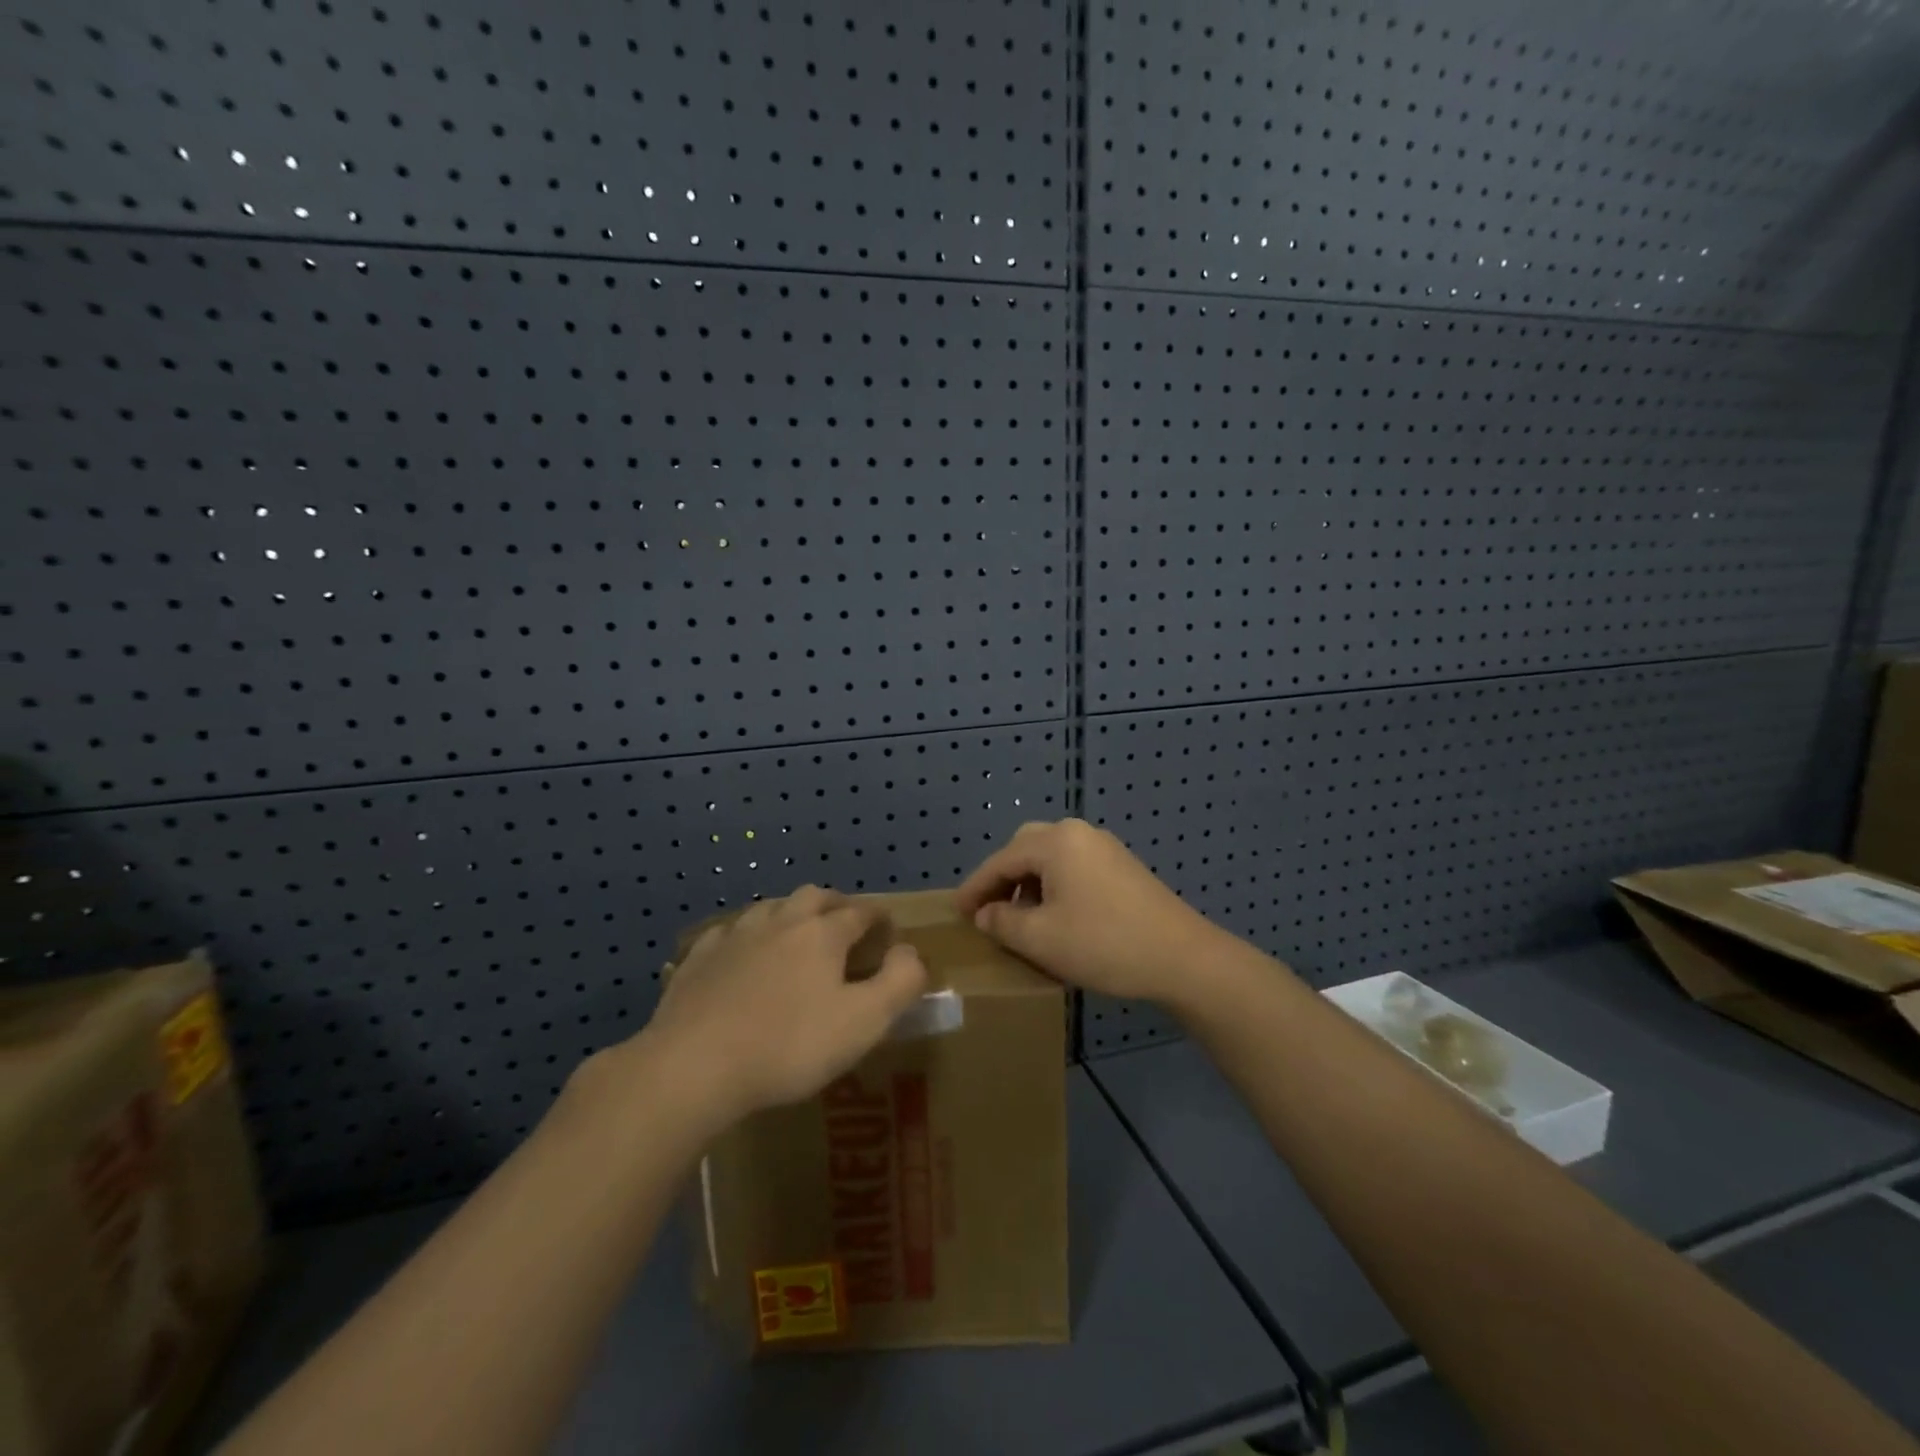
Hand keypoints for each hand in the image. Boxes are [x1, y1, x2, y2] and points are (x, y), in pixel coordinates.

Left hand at [637, 887, 927, 1128]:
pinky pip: (728, 933)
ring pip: (769, 908)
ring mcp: (735, 936)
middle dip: (835, 905)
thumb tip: (909, 952)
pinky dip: (744, 938)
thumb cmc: (789, 1045)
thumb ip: (900, 982)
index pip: (861, 912)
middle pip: (814, 896)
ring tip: (795, 935)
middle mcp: (780, 921)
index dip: (879, 918)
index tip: (888, 931)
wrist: (694, 1065)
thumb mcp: (864, 1022)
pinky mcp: (699, 958)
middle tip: (844, 924)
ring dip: (789, 914)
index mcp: (823, 933)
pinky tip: (740, 955)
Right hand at [954, 819, 1234, 1003]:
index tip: (956, 912)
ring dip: (1029, 883)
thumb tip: (986, 914)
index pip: (1001, 860)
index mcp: (1055, 842)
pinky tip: (1056, 917)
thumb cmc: (1103, 944)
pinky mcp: (1122, 867)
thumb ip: (1003, 923)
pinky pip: (1074, 867)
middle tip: (988, 911)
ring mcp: (1105, 848)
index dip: (976, 887)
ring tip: (1019, 918)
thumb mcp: (1041, 939)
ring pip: (1051, 857)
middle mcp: (1078, 833)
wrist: (1182, 958)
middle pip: (1026, 848)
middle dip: (1003, 878)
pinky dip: (1054, 886)